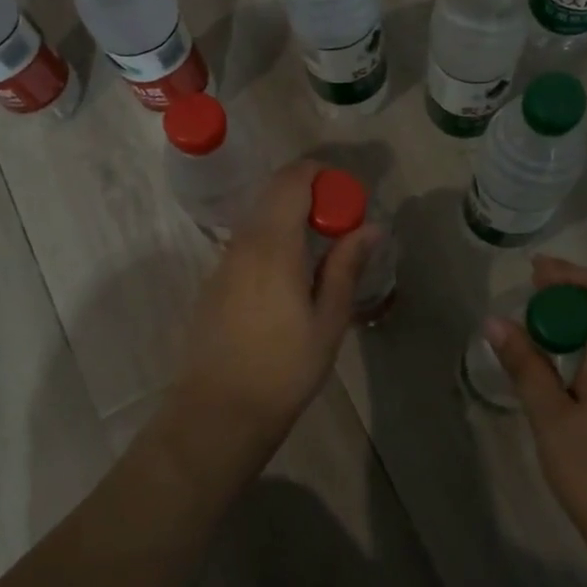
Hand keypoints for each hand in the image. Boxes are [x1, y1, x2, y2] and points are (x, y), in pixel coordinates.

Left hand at [170, 159, 372, 464]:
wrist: (219, 410)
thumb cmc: (284, 368)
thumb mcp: (328, 320)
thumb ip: (346, 266)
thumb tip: (371, 227)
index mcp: (273, 245)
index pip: (293, 180)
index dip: (322, 176)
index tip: (348, 198)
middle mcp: (243, 242)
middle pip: (274, 193)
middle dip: (310, 194)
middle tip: (341, 224)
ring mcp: (223, 261)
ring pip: (259, 217)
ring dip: (291, 218)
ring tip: (321, 251)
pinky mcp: (214, 281)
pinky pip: (247, 242)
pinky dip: (274, 239)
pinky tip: (291, 275)